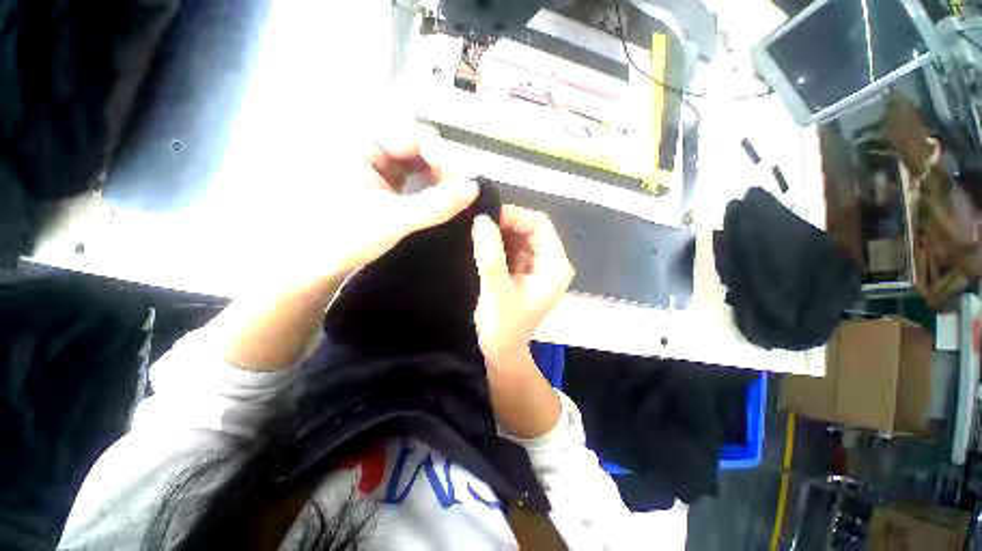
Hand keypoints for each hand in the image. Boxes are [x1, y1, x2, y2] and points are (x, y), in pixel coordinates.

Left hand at [253, 123, 478, 290]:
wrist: (314, 265)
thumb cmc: (344, 238)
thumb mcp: (394, 220)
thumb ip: (436, 204)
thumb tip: (475, 188)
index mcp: (361, 142)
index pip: (415, 135)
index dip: (444, 157)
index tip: (463, 185)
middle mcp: (369, 146)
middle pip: (420, 145)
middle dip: (444, 168)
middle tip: (461, 194)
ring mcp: (376, 164)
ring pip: (420, 162)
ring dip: (440, 179)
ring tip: (453, 199)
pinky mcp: (383, 182)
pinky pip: (414, 177)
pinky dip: (431, 187)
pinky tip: (440, 201)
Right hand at [471, 206, 574, 371]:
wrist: (501, 350)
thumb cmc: (503, 327)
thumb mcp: (496, 292)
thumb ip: (490, 256)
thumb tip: (481, 219)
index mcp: (555, 266)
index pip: (540, 225)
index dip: (515, 216)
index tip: (486, 216)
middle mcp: (550, 262)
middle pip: (530, 228)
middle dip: (505, 223)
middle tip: (477, 221)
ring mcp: (536, 265)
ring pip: (519, 235)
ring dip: (499, 231)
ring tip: (475, 229)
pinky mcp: (523, 269)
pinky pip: (511, 246)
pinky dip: (497, 241)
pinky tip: (480, 241)